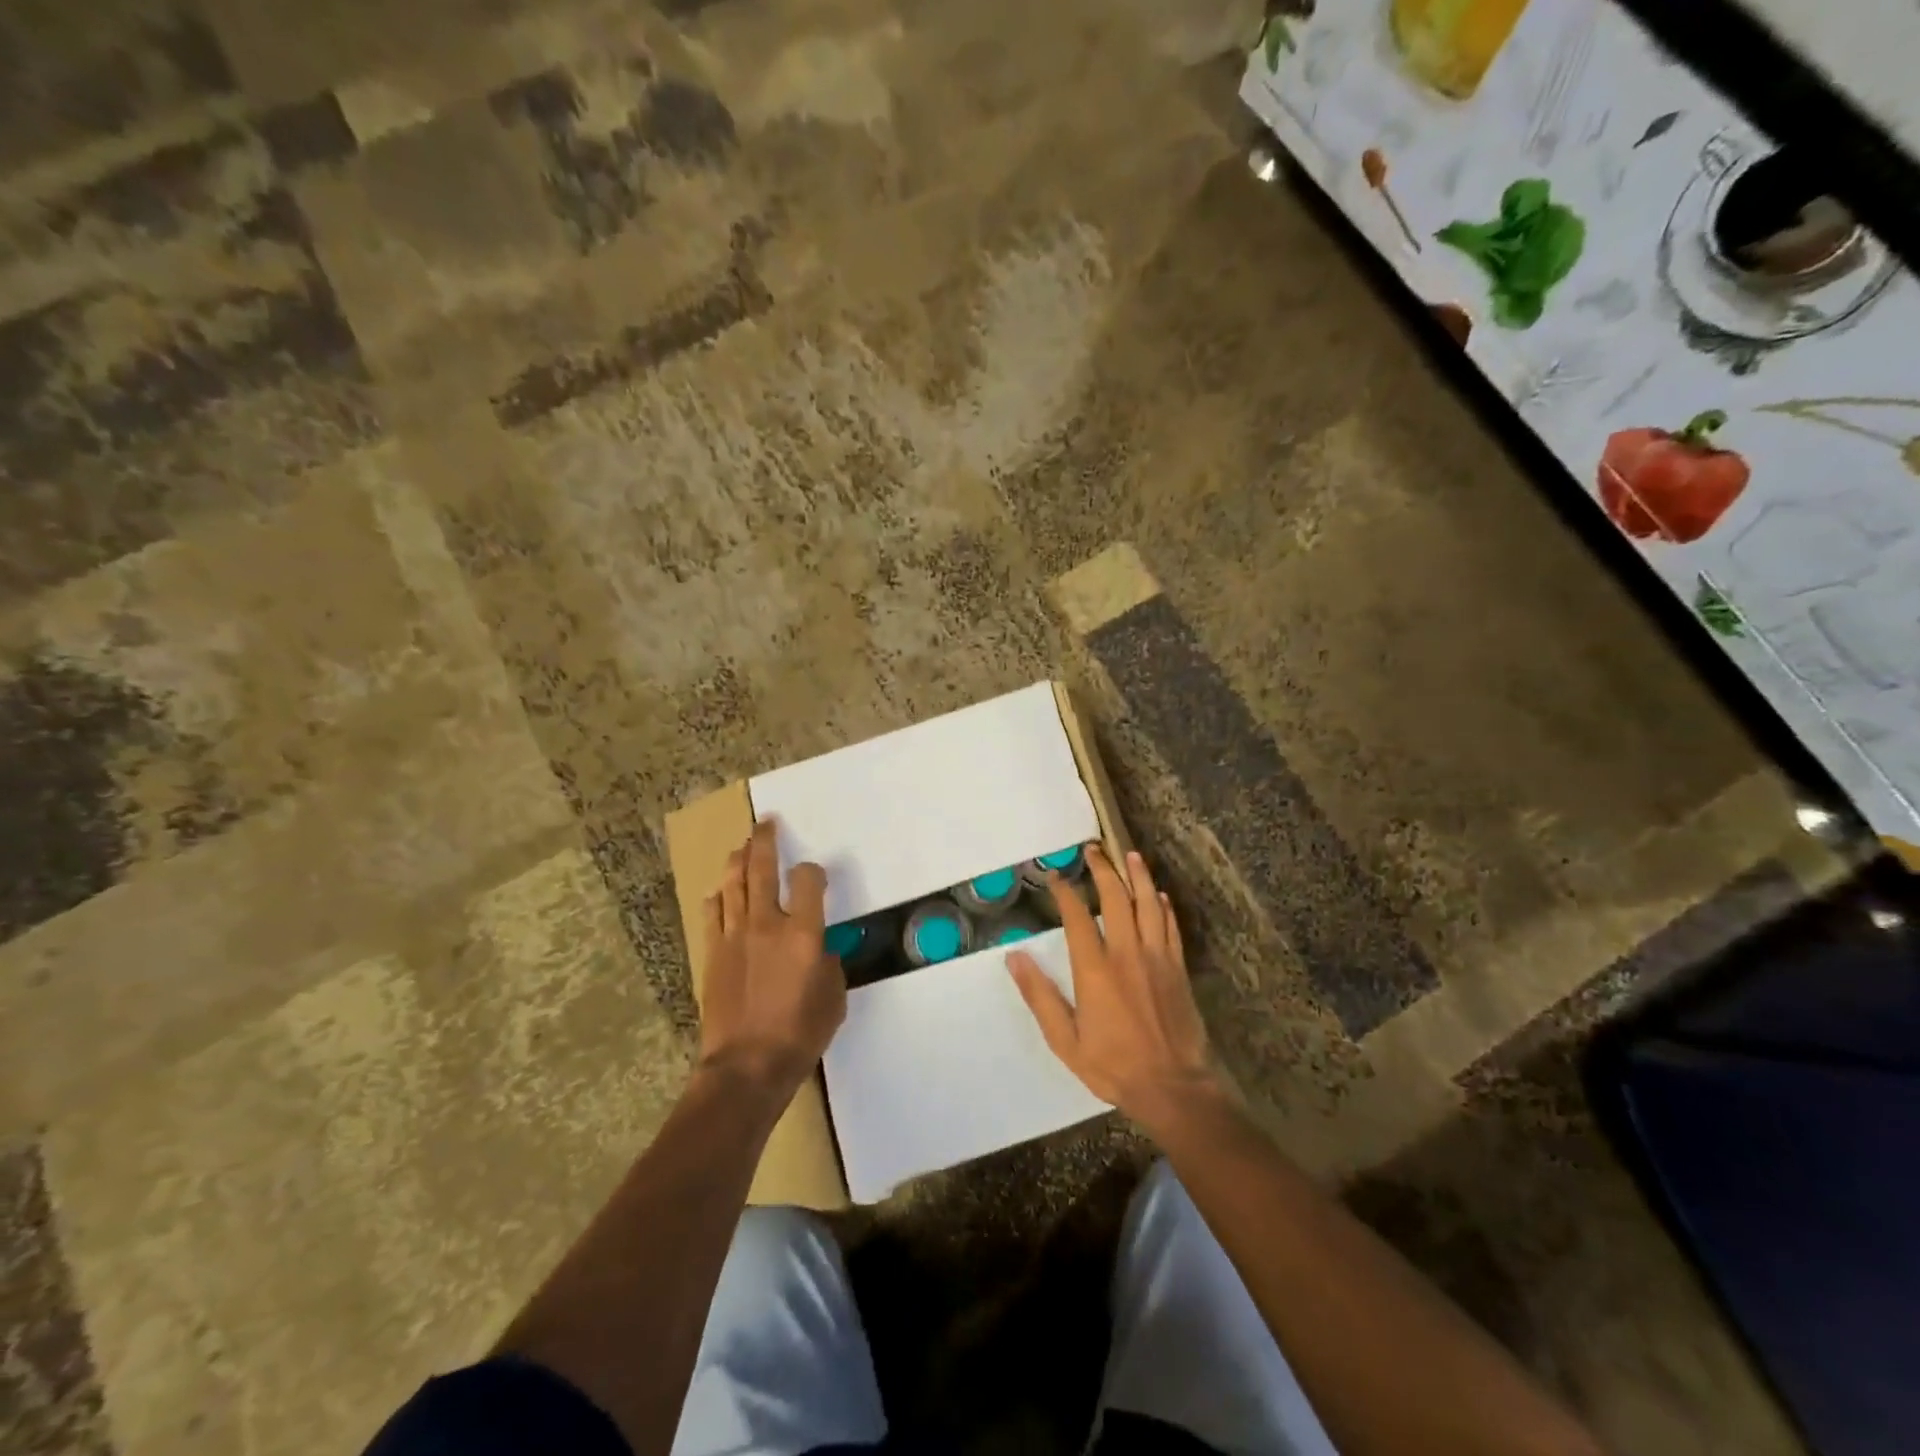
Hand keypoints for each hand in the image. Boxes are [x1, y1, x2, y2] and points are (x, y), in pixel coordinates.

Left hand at [698, 819, 845, 1096]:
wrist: (746, 1066)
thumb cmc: (800, 1034)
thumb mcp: (834, 997)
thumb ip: (828, 963)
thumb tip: (817, 950)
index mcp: (803, 932)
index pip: (808, 880)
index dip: (813, 872)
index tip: (815, 877)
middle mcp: (767, 924)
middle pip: (762, 869)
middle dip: (765, 841)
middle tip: (767, 824)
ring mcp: (734, 936)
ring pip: (733, 884)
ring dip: (738, 861)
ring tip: (742, 847)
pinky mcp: (713, 952)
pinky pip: (713, 913)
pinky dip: (718, 897)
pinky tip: (720, 891)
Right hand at [1007, 844, 1221, 1130]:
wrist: (1173, 1087)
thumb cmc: (1113, 1065)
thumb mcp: (1065, 1040)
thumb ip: (1040, 995)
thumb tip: (1014, 957)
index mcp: (1096, 969)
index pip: (1078, 917)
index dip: (1065, 892)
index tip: (1055, 876)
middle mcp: (1127, 954)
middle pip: (1116, 898)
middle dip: (1103, 869)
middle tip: (1093, 849)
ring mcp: (1157, 958)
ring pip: (1148, 905)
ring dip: (1138, 876)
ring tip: (1129, 855)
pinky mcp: (1178, 969)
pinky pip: (1171, 927)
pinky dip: (1163, 907)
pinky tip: (1158, 895)